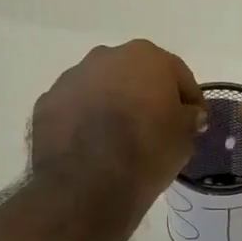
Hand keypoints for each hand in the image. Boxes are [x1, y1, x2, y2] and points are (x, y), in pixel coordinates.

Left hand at [32, 41, 205, 210]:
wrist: (87, 183)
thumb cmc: (147, 152)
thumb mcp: (184, 138)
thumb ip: (189, 118)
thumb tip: (187, 114)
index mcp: (147, 57)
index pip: (178, 75)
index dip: (190, 100)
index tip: (195, 123)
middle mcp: (106, 57)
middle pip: (135, 75)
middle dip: (146, 97)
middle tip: (156, 128)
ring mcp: (71, 78)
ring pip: (101, 89)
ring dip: (112, 106)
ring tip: (119, 141)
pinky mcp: (47, 103)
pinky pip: (75, 109)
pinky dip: (85, 122)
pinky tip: (92, 149)